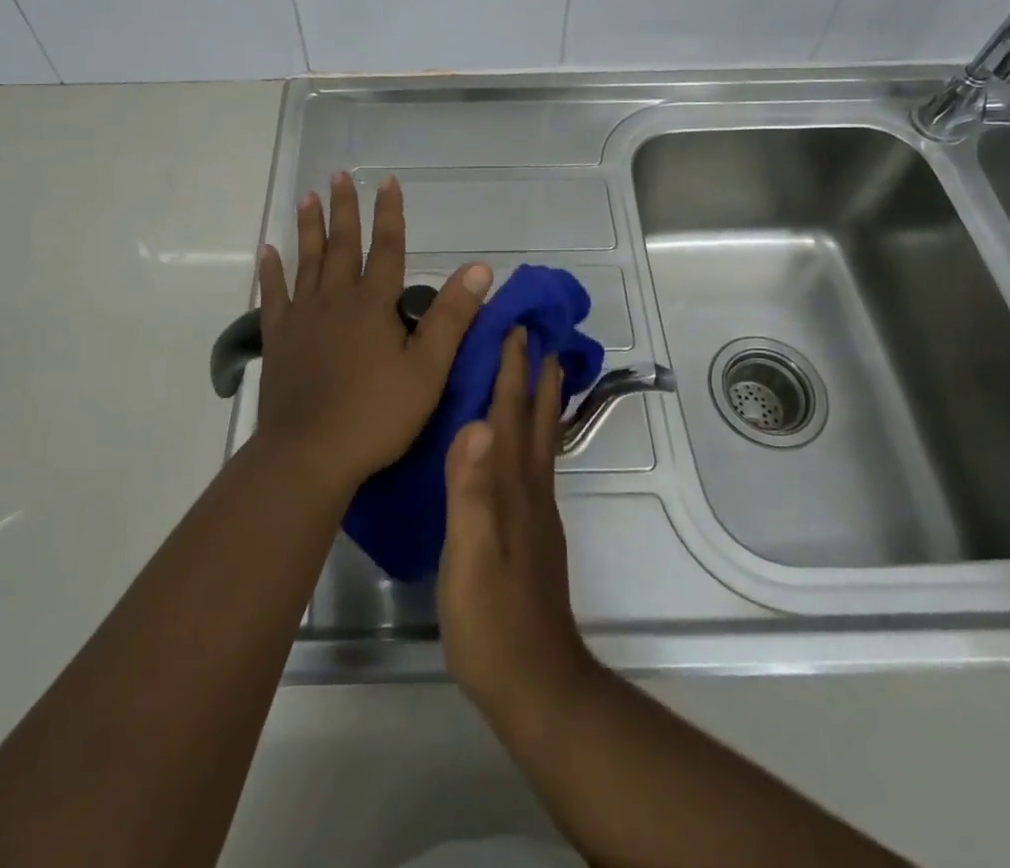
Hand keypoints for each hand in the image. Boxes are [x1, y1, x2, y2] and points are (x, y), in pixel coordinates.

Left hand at [253, 172, 491, 499]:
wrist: (309, 454)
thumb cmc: (376, 414)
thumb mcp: (427, 369)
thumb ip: (452, 316)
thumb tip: (479, 267)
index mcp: (372, 304)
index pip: (386, 247)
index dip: (389, 213)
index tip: (387, 182)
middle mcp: (335, 299)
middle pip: (341, 244)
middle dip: (343, 208)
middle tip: (338, 175)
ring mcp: (302, 317)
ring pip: (306, 260)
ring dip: (308, 227)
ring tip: (307, 196)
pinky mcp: (278, 339)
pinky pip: (274, 295)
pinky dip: (271, 271)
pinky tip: (267, 251)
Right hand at [439, 328, 595, 723]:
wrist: (536, 684)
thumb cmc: (491, 621)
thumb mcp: (467, 557)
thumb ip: (470, 491)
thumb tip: (475, 422)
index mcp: (511, 487)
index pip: (509, 413)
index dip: (511, 368)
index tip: (513, 324)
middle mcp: (529, 488)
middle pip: (535, 417)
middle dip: (534, 372)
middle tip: (536, 331)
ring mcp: (536, 510)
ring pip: (540, 438)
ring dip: (540, 398)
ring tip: (542, 367)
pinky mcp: (533, 530)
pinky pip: (535, 462)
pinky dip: (534, 432)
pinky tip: (523, 439)